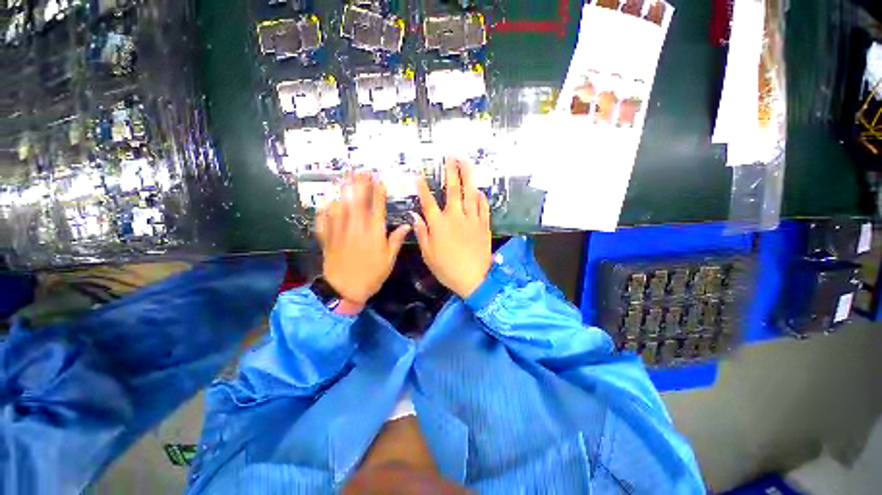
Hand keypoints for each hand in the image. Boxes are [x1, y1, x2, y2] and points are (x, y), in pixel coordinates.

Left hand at [316, 173, 410, 305]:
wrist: (344, 290)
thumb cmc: (371, 275)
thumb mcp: (389, 260)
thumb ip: (396, 240)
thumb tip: (407, 225)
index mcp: (374, 233)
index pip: (377, 207)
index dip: (378, 192)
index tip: (379, 180)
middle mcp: (356, 227)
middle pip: (357, 201)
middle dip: (360, 185)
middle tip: (360, 171)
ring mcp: (340, 231)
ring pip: (340, 206)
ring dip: (343, 191)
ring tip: (345, 179)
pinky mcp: (327, 238)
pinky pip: (324, 219)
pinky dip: (325, 209)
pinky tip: (327, 202)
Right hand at [413, 158, 491, 298]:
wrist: (474, 279)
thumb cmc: (448, 269)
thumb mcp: (428, 254)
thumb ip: (422, 233)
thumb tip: (415, 215)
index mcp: (439, 224)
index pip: (428, 201)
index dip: (423, 188)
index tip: (419, 175)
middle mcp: (455, 217)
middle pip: (453, 190)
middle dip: (451, 172)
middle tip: (451, 157)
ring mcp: (472, 219)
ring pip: (470, 193)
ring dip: (468, 176)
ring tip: (466, 162)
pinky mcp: (484, 225)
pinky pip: (483, 206)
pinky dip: (480, 196)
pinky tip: (478, 189)